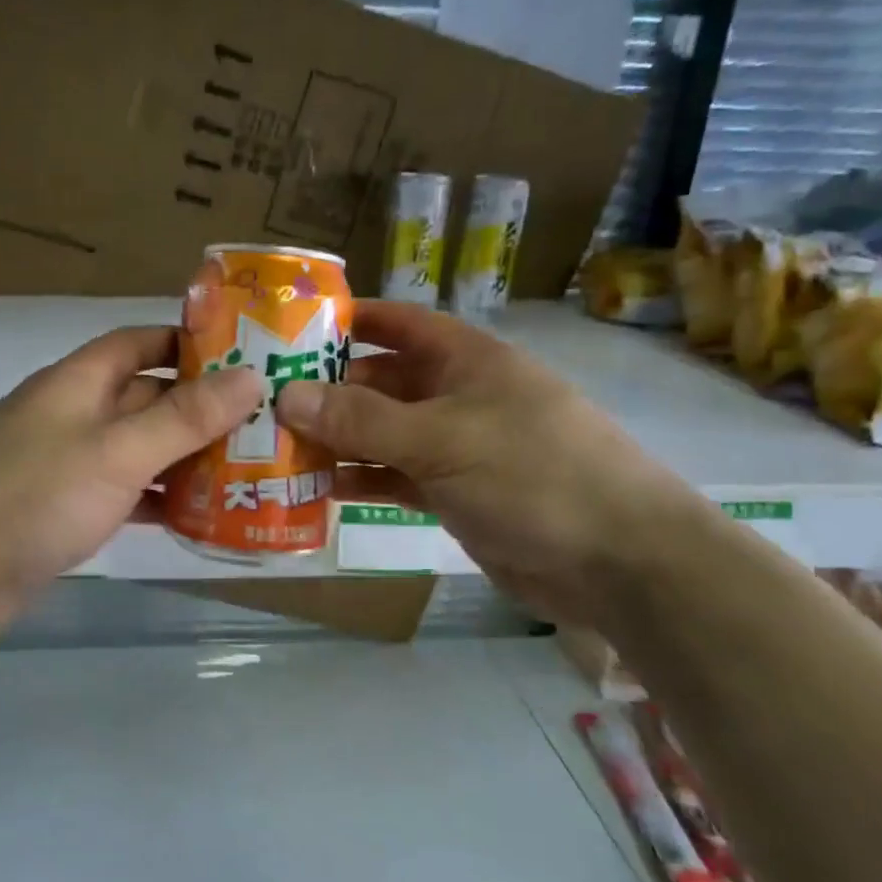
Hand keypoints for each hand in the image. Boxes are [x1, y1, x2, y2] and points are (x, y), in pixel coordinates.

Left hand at [0, 326, 261, 649]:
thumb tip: (250, 377)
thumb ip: (184, 417)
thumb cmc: (31, 498)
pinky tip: (201, 517)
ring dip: (186, 459)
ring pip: (139, 451)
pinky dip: (159, 502)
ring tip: (250, 471)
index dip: (189, 342)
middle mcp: (73, 415)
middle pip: (146, 399)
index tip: (245, 357)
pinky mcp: (64, 511)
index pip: (139, 342)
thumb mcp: (117, 451)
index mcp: (78, 383)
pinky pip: (124, 495)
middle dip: (201, 409)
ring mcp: (67, 465)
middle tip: (265, 423)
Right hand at [275, 301, 697, 624]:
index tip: (290, 330)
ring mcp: (455, 447)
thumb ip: (362, 419)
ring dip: (337, 441)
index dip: (348, 321)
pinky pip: (395, 477)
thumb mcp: (441, 438)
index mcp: (464, 359)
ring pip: (382, 434)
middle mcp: (456, 395)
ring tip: (277, 448)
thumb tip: (286, 395)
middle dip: (328, 391)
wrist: (616, 560)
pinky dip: (361, 480)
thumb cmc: (532, 474)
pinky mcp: (454, 493)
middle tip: (264, 404)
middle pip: (380, 383)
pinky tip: (319, 487)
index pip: (397, 324)